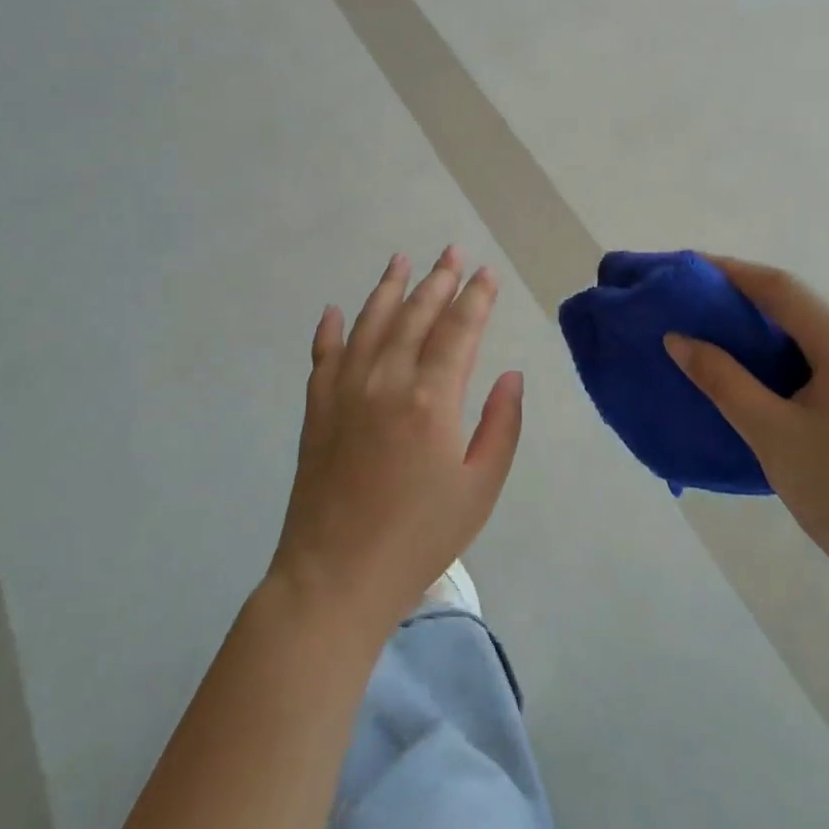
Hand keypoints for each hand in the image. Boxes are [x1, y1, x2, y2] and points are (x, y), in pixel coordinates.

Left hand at [268, 248, 523, 635]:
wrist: (336, 577)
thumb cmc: (419, 537)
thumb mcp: (480, 488)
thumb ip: (501, 426)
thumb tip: (511, 376)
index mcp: (432, 399)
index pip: (459, 330)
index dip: (476, 298)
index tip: (487, 273)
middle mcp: (386, 380)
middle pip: (415, 315)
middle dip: (438, 280)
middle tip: (452, 251)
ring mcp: (345, 390)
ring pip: (369, 323)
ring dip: (388, 288)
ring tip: (402, 259)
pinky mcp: (317, 408)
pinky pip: (323, 355)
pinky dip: (331, 329)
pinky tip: (336, 311)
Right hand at [666, 256, 828, 613]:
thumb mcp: (770, 433)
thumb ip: (722, 379)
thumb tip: (678, 339)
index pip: (784, 290)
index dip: (733, 271)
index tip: (691, 267)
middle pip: (803, 310)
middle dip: (748, 301)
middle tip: (698, 306)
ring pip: (818, 338)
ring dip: (770, 332)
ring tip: (721, 338)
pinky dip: (792, 358)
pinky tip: (766, 378)